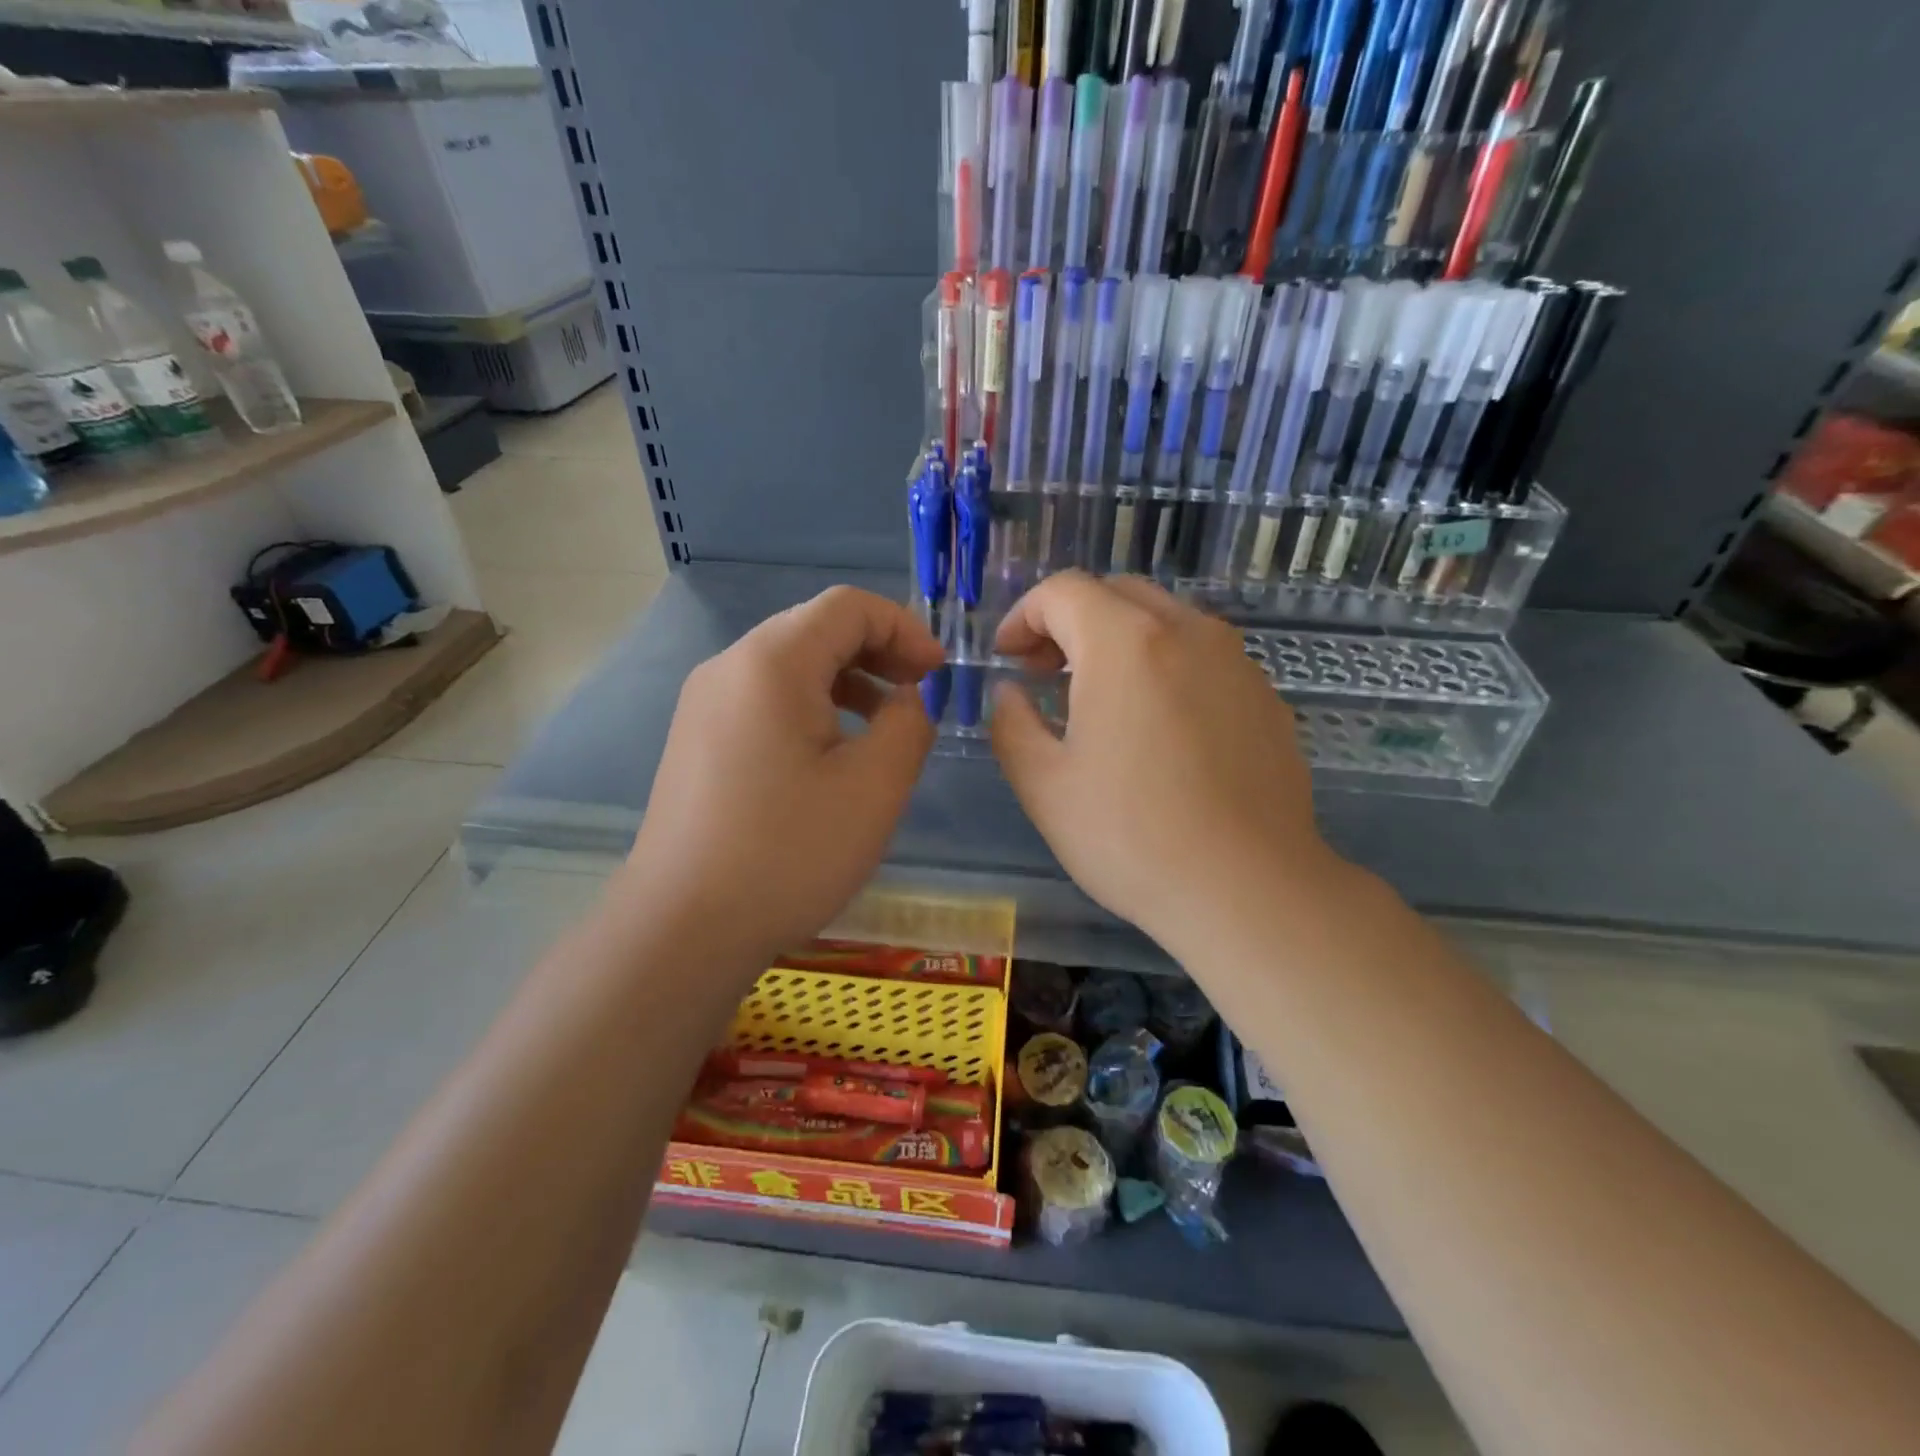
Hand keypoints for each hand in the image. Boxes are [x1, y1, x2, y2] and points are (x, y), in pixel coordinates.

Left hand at [617, 586, 942, 970]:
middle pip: (815, 628)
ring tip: (885, 725)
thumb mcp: (875, 786)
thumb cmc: (789, 852)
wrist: (684, 928)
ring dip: (847, 680)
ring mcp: (705, 704)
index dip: (905, 629)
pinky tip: (833, 754)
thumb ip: (909, 723)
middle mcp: (729, 667)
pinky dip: (812, 706)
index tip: (938, 676)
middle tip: (919, 694)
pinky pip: (765, 699)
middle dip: (878, 651)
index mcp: (771, 662)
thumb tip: (907, 699)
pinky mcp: (697, 740)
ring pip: (790, 665)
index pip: (848, 607)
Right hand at [990, 572, 1341, 957]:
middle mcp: (1186, 631)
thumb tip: (1011, 693)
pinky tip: (1158, 728)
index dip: (1022, 616)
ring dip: (1117, 641)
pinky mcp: (1264, 696)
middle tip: (1044, 674)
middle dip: (1068, 623)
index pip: (1063, 591)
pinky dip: (1164, 666)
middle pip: (1115, 594)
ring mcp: (1236, 661)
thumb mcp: (1044, 785)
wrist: (1249, 888)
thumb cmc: (1132, 836)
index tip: (1006, 659)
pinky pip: (1202, 657)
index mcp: (1125, 642)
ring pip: (1163, 620)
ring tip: (1098, 700)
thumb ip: (1011, 723)